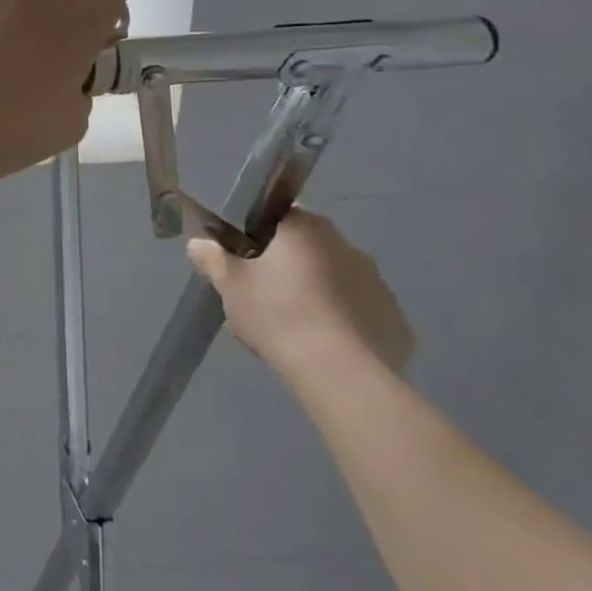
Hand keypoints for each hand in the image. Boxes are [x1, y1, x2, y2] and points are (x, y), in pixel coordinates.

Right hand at [187, 209, 414, 381]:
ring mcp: (378, 284)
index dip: (260, 234)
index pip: (280, 216)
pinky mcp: (395, 323)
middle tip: (264, 295)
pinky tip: (326, 348)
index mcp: (306, 228)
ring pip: (338, 280)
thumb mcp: (230, 285)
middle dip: (289, 266)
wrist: (339, 375)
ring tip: (295, 327)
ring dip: (319, 293)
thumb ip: (212, 259)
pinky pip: (362, 314)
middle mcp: (347, 246)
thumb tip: (196, 243)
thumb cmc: (278, 314)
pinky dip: (345, 324)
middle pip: (310, 247)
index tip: (246, 258)